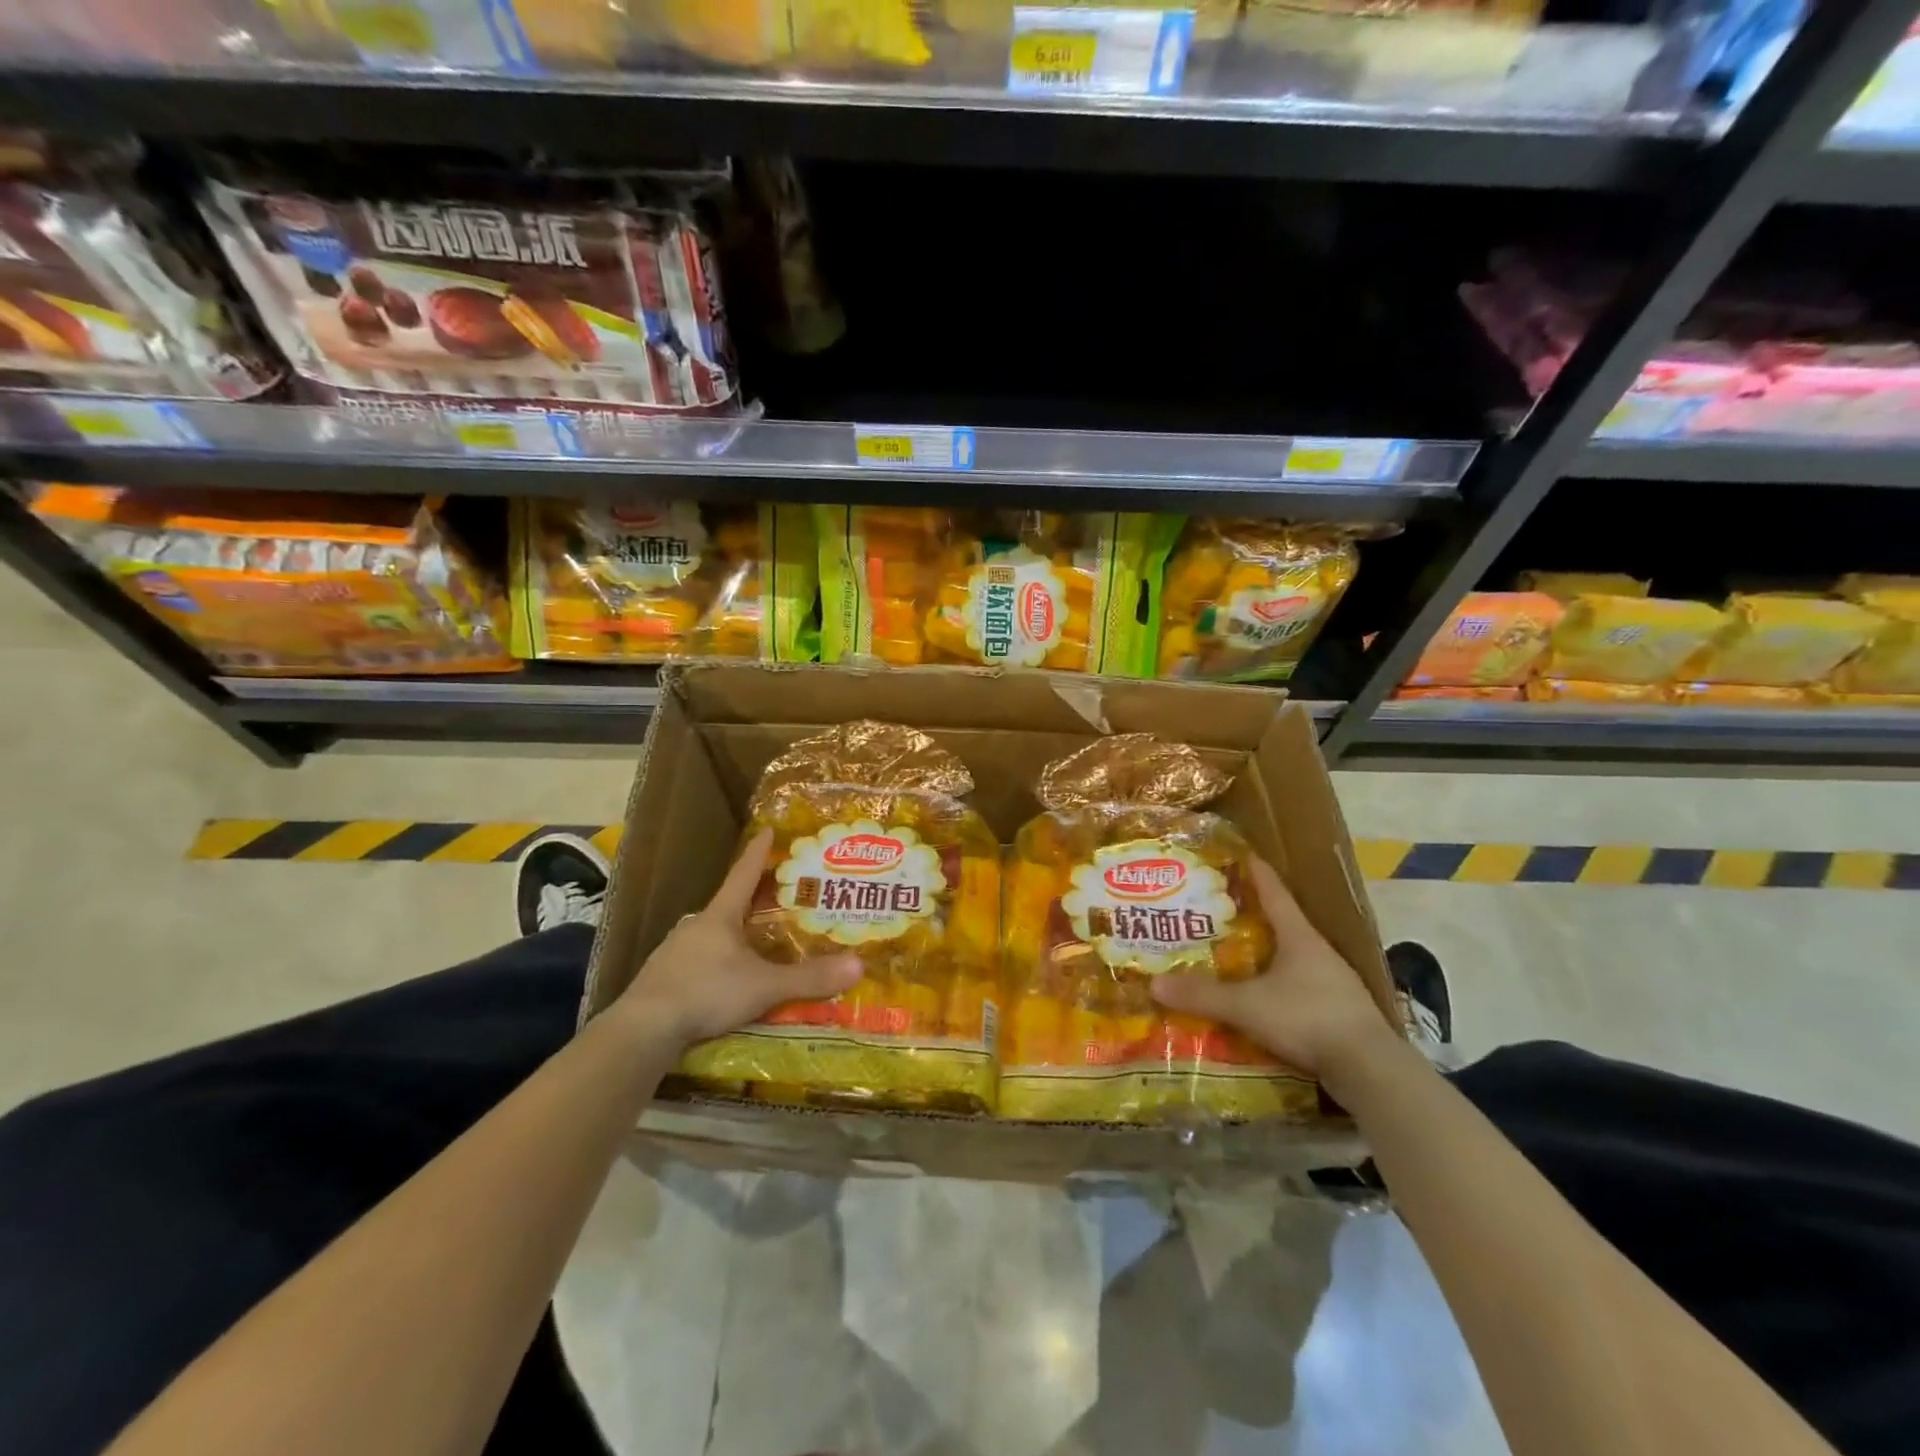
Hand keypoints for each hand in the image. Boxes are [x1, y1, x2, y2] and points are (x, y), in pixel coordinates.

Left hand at [618, 830, 862, 1047]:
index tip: (767, 830)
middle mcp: (696, 926)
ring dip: (733, 930)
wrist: (643, 1029)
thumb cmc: (707, 993)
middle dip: (752, 896)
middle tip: (776, 892)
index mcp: (720, 916)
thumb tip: (858, 966)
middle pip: (729, 903)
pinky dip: (716, 959)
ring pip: (711, 933)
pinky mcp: (663, 978)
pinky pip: (698, 959)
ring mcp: (675, 951)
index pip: (743, 875)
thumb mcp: (764, 987)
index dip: (758, 853)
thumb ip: (809, 978)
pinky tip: (724, 976)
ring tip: (755, 937)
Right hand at [1149, 857, 1399, 1082]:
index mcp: (1299, 937)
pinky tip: (1261, 1001)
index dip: (1257, 874)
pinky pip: (1300, 990)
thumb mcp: (1247, 1005)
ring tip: (1235, 957)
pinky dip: (1278, 988)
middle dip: (1254, 917)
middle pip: (1283, 925)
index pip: (1275, 893)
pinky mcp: (1338, 1014)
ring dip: (1266, 956)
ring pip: (1292, 959)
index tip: (1243, 855)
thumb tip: (1154, 984)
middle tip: (1221, 911)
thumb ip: (1202, 995)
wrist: (1370, 1069)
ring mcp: (1334, 984)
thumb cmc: (1307, 1017)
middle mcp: (1318, 953)